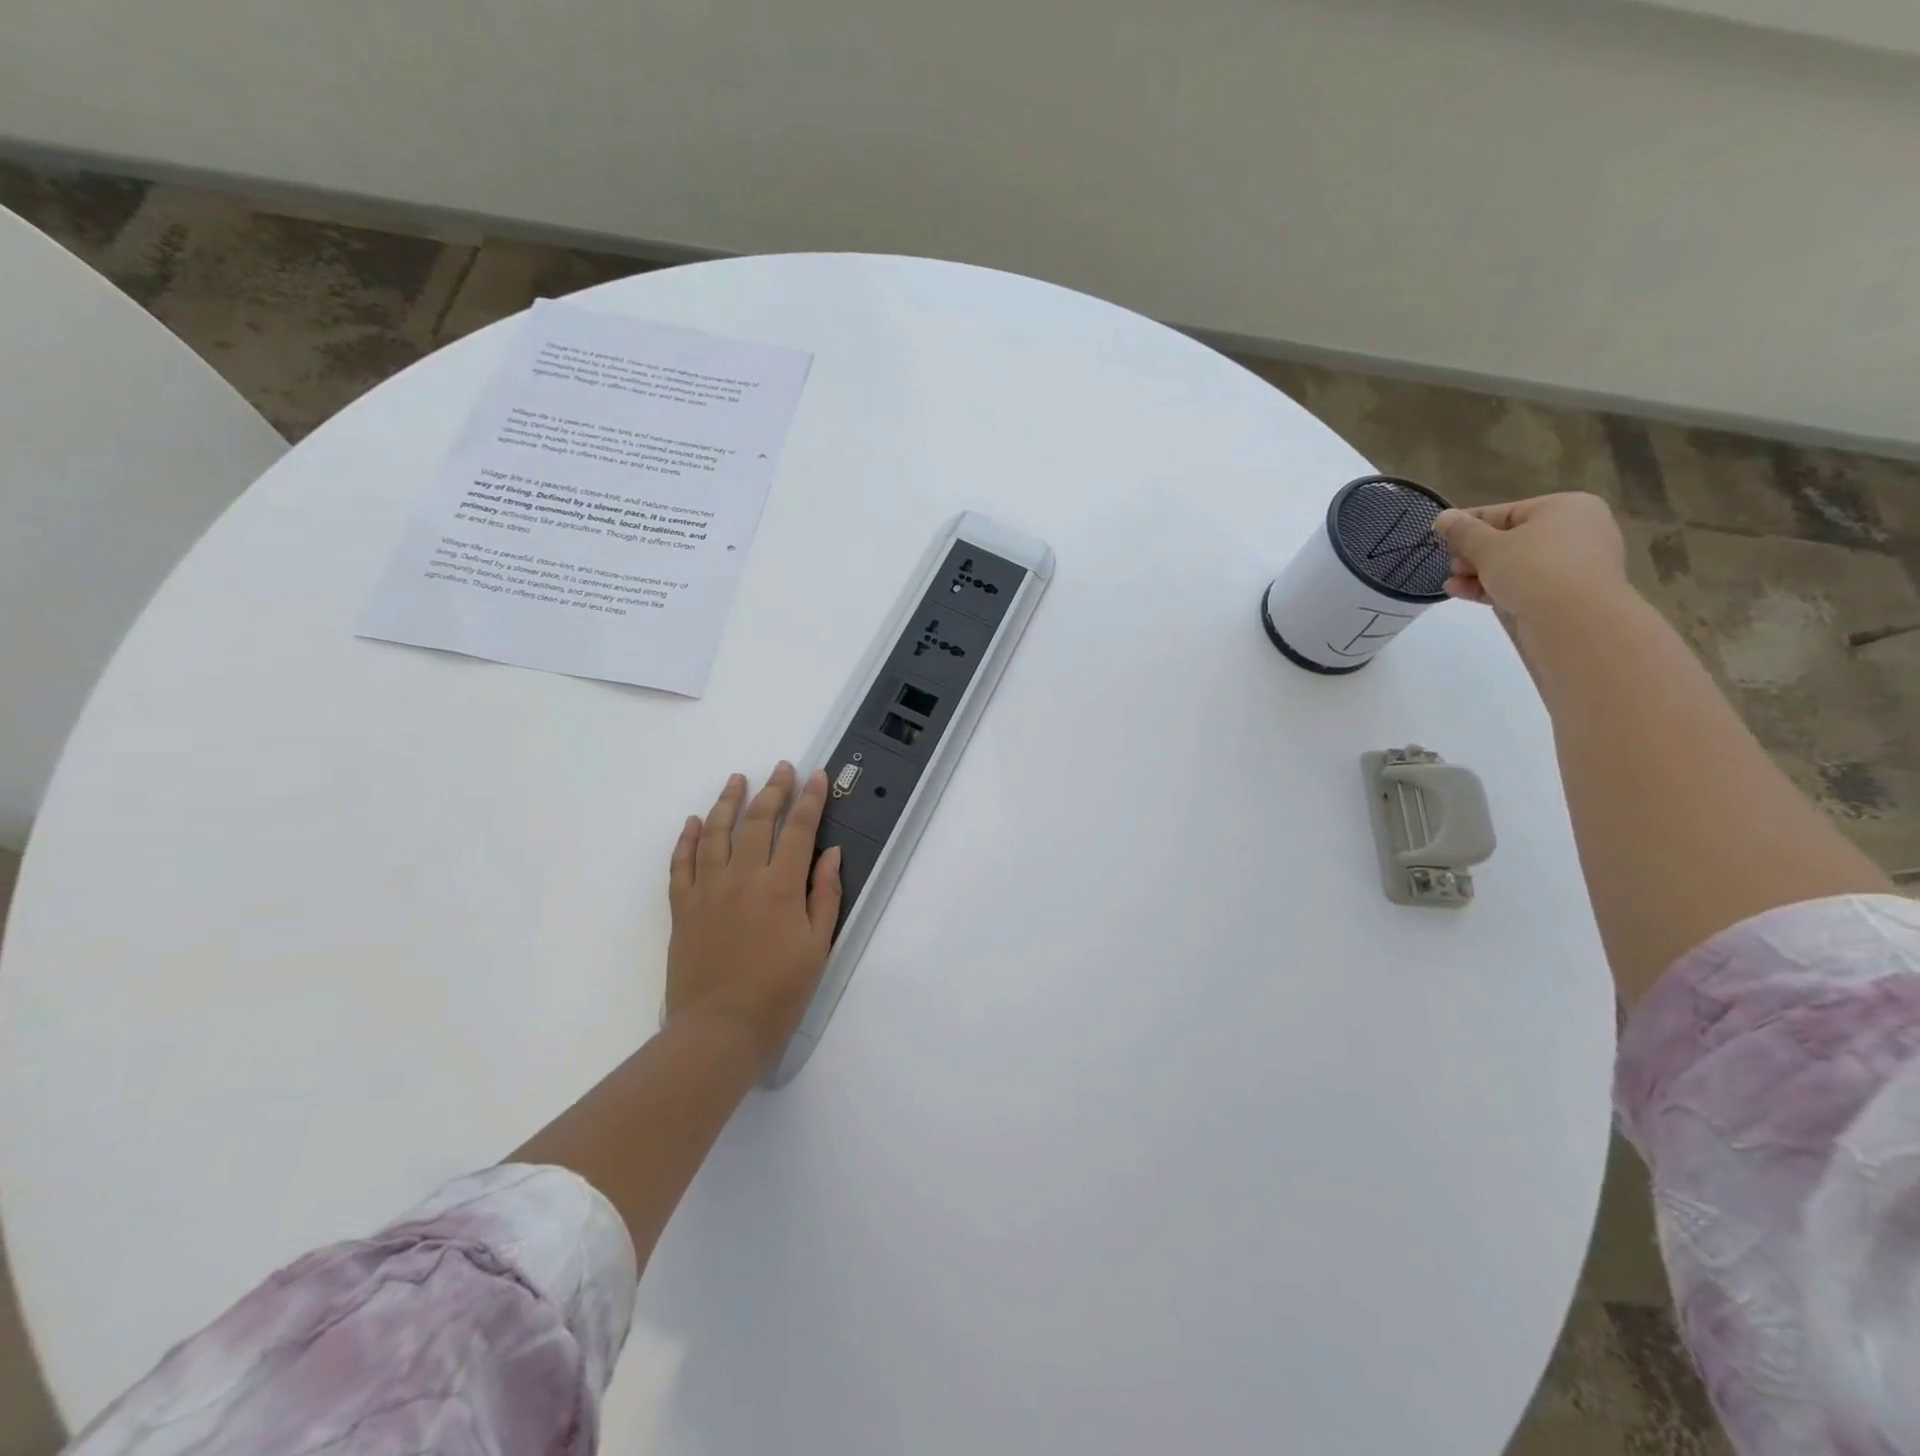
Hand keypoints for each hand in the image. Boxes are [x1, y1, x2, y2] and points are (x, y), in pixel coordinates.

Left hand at [665, 763, 842, 1068]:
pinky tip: (695, 821)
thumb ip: (825, 895)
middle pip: (757, 822)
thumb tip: (830, 854)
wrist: (719, 1030)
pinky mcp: (682, 908)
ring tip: (736, 780)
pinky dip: (688, 839)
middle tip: (781, 769)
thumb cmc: (779, 993)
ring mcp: (708, 890)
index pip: (798, 830)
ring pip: (716, 833)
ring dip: (728, 802)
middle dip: (772, 790)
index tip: (816, 777)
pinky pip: (681, 864)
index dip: (809, 800)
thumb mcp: (818, 947)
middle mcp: (743, 878)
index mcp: (781, 887)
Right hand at [1432, 493, 1630, 624]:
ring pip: (1515, 564)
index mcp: (1564, 507)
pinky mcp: (1566, 592)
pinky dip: (1495, 586)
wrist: (1576, 620)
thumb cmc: (1534, 569)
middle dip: (1473, 553)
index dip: (1468, 524)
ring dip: (1478, 573)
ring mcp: (1573, 563)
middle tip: (1449, 565)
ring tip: (1450, 583)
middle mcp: (1575, 530)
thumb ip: (1463, 532)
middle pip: (1510, 538)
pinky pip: (1524, 583)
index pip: (1505, 512)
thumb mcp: (1488, 547)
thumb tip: (1443, 517)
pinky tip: (1463, 592)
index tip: (1438, 536)